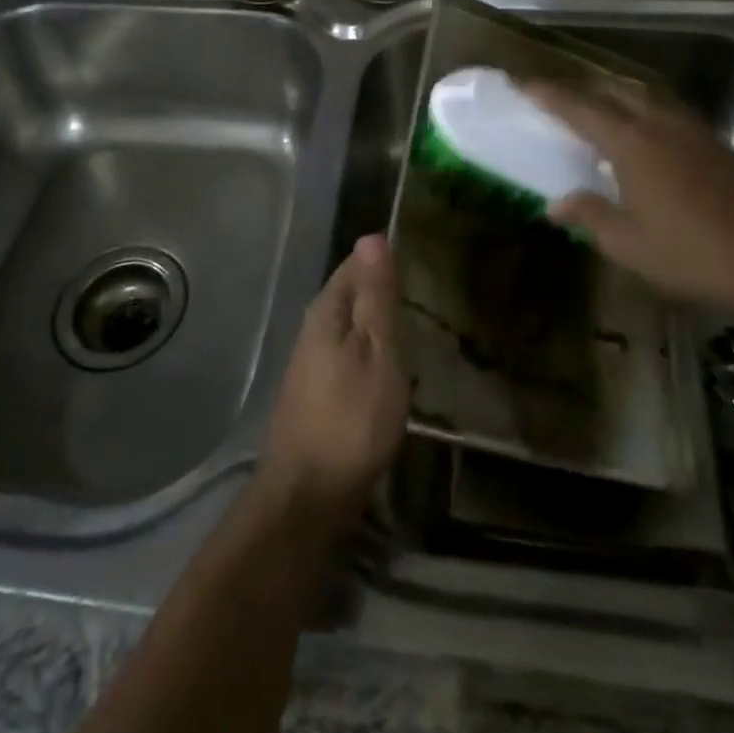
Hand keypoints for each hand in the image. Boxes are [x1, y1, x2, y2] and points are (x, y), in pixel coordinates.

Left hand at [255, 234, 408, 534]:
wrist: (308, 496)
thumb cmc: (351, 418)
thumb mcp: (376, 352)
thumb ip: (375, 297)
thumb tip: (371, 236)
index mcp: (327, 311)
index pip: (355, 264)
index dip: (384, 257)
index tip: (418, 253)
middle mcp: (314, 328)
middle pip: (351, 293)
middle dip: (381, 287)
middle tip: (425, 285)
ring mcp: (312, 362)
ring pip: (350, 325)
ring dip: (377, 320)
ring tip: (415, 320)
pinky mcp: (318, 392)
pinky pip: (349, 353)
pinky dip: (371, 350)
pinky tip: (391, 363)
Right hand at [524, 78, 733, 307]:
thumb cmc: (689, 252)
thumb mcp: (627, 243)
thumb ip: (589, 216)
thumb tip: (556, 205)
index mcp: (631, 143)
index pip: (579, 109)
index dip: (549, 95)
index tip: (524, 83)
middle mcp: (659, 124)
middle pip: (614, 90)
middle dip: (583, 88)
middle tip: (561, 97)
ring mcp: (692, 130)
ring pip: (646, 96)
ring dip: (617, 95)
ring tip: (601, 109)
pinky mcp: (715, 142)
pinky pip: (669, 111)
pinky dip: (646, 110)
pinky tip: (647, 133)